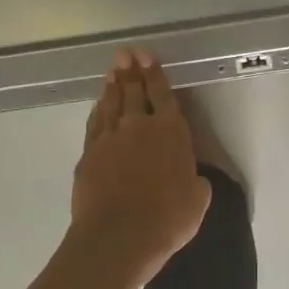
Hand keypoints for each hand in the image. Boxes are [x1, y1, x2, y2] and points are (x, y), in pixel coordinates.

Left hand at [72, 52, 211, 281]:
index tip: (149, 57)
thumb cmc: (168, 219)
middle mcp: (140, 127)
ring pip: (112, 104)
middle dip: (132, 70)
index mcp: (172, 133)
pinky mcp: (89, 154)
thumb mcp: (198, 199)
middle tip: (126, 53)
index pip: (165, 95)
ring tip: (113, 71)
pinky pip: (95, 124)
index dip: (157, 74)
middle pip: (135, 92)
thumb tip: (193, 177)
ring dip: (114, 86)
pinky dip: (98, 110)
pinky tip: (99, 104)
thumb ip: (196, 181)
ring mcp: (111, 138)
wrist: (119, 236)